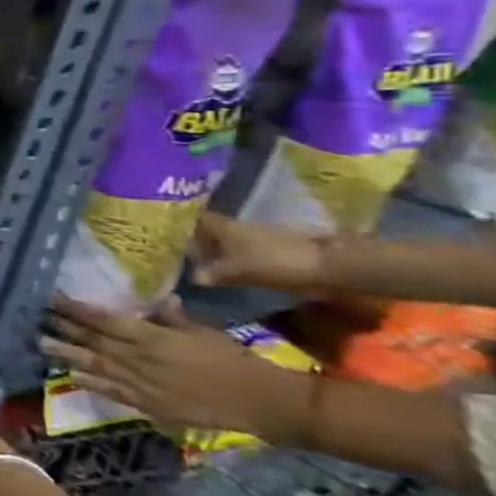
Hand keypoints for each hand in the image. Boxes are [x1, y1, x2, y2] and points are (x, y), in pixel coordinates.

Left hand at [43, 296, 304, 436]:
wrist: (261, 403)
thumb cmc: (233, 360)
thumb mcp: (201, 330)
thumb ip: (171, 317)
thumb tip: (157, 299)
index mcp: (149, 337)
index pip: (101, 320)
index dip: (74, 309)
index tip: (52, 298)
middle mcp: (137, 359)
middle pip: (92, 341)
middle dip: (63, 328)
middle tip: (38, 318)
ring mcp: (140, 384)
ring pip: (94, 366)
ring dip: (66, 355)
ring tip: (42, 345)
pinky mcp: (148, 406)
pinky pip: (112, 391)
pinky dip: (91, 383)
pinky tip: (73, 376)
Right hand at [188, 211, 326, 293]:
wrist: (330, 266)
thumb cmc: (275, 262)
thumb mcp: (238, 271)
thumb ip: (213, 273)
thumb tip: (193, 277)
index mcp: (224, 227)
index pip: (195, 218)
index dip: (180, 223)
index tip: (166, 232)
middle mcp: (237, 228)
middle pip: (211, 230)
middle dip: (197, 240)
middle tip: (180, 253)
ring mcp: (257, 238)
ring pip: (227, 242)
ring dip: (216, 252)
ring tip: (202, 265)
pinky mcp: (273, 250)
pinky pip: (244, 253)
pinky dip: (234, 260)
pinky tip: (229, 273)